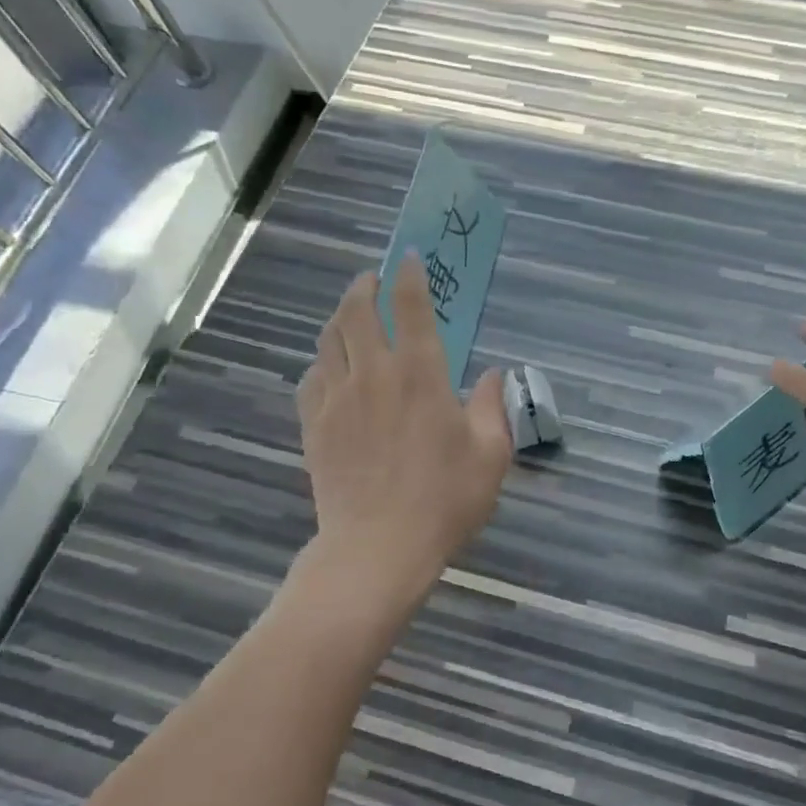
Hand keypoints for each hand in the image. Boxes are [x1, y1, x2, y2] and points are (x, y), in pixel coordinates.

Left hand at [296, 256, 512, 600]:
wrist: (379, 547)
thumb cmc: (445, 499)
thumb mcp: (491, 454)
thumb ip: (492, 406)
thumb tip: (494, 375)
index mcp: (421, 374)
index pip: (412, 308)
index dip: (410, 277)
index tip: (409, 259)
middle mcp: (374, 374)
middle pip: (358, 311)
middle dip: (365, 287)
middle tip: (374, 280)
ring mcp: (337, 398)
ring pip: (330, 339)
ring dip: (341, 317)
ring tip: (351, 314)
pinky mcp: (314, 424)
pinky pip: (312, 376)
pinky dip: (324, 360)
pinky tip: (331, 368)